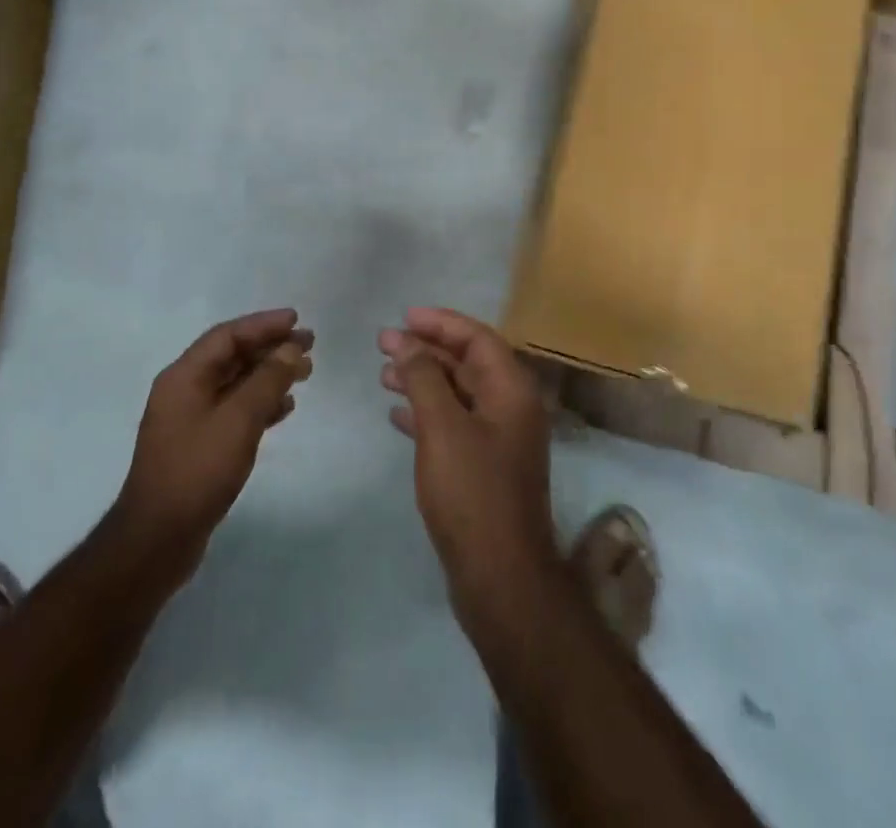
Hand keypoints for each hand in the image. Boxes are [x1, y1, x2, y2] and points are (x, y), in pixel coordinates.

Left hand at [110, 309, 312, 592]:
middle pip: (232, 356)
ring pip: (236, 384)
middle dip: (270, 348)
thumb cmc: (197, 471)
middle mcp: (183, 391)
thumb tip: (290, 349)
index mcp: (183, 377)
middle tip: (309, 344)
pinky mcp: (199, 446)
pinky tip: (284, 408)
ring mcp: (190, 420)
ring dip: (270, 375)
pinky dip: (261, 403)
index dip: (263, 324)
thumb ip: (267, 380)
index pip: (227, 336)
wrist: (156, 541)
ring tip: (305, 373)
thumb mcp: (238, 420)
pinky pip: (235, 410)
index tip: (296, 320)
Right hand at [380, 308, 558, 618]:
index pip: (477, 337)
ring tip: (384, 375)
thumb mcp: (442, 428)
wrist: (501, 577)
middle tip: (384, 344)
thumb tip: (407, 342)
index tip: (404, 317)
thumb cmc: (473, 492)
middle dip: (426, 350)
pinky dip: (427, 414)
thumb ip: (424, 379)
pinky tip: (397, 415)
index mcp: (512, 390)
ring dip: (423, 381)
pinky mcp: (486, 467)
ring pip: (458, 394)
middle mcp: (511, 407)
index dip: (441, 323)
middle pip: (467, 363)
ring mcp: (500, 439)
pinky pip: (454, 424)